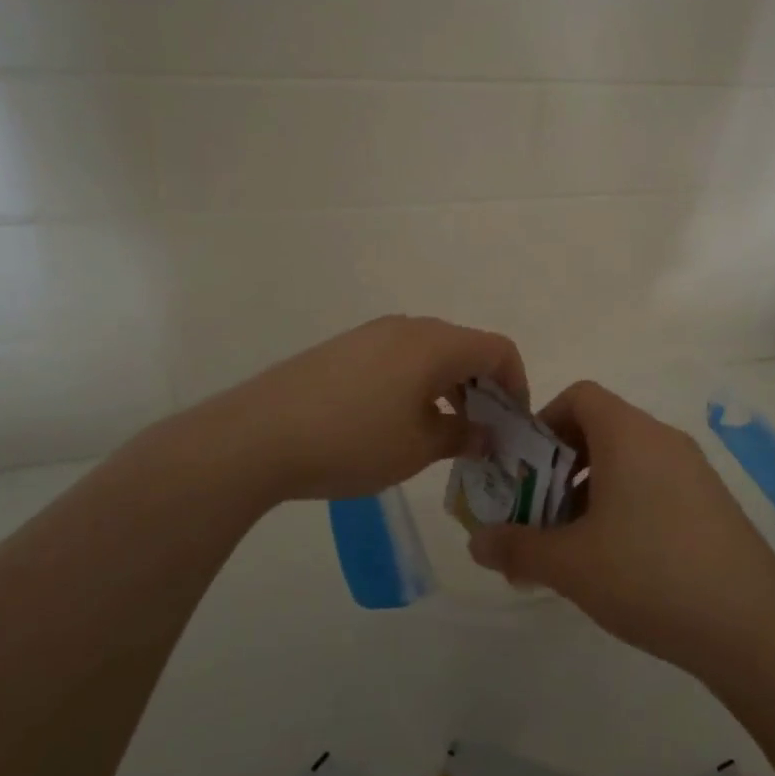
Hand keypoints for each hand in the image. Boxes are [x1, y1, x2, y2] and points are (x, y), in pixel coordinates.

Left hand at [219, 315, 528, 502]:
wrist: (258, 435)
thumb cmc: (352, 441)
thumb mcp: (418, 448)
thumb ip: (462, 435)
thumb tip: (485, 433)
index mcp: (435, 343)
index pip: (498, 349)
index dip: (516, 384)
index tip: (511, 425)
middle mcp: (407, 327)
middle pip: (465, 347)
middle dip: (482, 388)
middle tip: (480, 433)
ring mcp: (371, 334)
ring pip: (430, 353)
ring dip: (448, 387)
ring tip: (440, 432)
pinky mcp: (344, 349)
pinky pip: (398, 358)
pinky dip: (416, 383)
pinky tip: (396, 421)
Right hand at [467, 380, 774, 679]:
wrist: (753, 628)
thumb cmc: (649, 574)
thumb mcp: (571, 564)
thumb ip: (517, 547)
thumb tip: (476, 544)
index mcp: (629, 434)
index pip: (579, 396)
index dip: (544, 422)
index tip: (524, 468)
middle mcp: (663, 440)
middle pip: (600, 429)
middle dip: (559, 466)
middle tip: (539, 514)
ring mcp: (694, 472)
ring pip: (628, 462)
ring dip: (590, 492)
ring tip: (574, 546)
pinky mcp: (713, 505)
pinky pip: (655, 487)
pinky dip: (625, 507)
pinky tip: (619, 563)